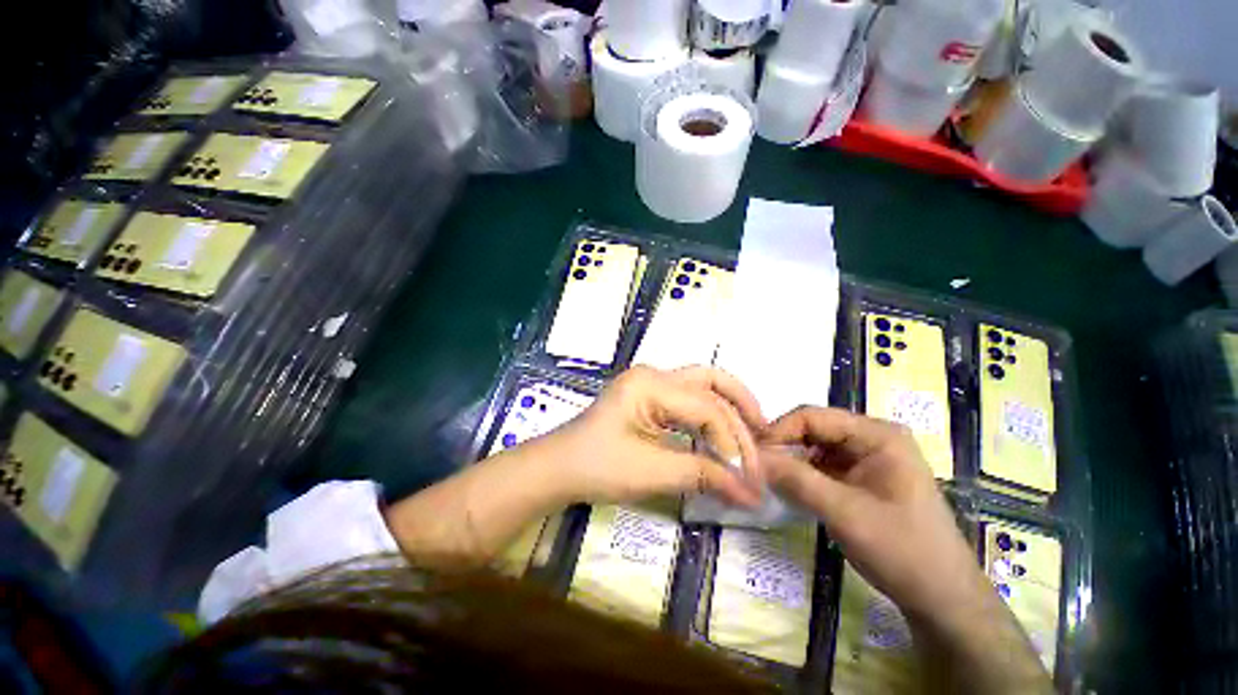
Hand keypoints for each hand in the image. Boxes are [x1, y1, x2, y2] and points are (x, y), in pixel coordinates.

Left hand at [546, 366, 766, 507]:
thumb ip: (704, 475)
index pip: (707, 408)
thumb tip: (752, 494)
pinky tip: (722, 434)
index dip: (733, 443)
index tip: (751, 479)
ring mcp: (650, 384)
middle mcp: (654, 374)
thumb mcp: (653, 472)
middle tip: (765, 439)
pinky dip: (710, 415)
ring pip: (702, 386)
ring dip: (728, 408)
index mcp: (650, 383)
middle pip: (710, 381)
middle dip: (741, 409)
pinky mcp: (649, 398)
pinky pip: (688, 400)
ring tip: (753, 434)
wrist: (558, 469)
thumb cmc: (598, 468)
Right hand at [760, 407, 988, 620]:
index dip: (779, 430)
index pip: (813, 417)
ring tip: (766, 477)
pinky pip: (823, 466)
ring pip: (815, 447)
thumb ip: (796, 480)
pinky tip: (788, 489)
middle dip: (783, 445)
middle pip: (813, 429)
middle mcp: (872, 438)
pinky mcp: (862, 478)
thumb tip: (752, 457)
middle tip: (755, 465)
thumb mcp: (844, 513)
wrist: (942, 598)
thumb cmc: (902, 550)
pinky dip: (802, 475)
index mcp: (877, 434)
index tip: (753, 453)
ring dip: (790, 461)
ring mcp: (867, 458)